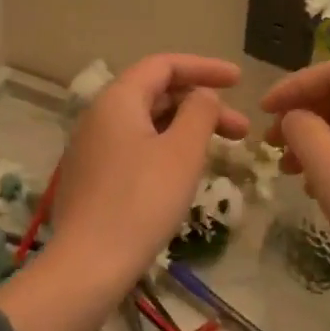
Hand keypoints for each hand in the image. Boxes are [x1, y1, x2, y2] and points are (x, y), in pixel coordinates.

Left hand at [53, 54, 248, 283]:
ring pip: (148, 123)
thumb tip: (203, 96)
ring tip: (221, 151)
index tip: (239, 80)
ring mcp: (92, 147)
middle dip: (202, 105)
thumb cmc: (142, 201)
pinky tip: (186, 171)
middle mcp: (100, 115)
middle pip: (157, 93)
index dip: (204, 67)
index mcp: (118, 99)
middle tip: (241, 130)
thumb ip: (200, 112)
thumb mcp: (183, 151)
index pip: (164, 65)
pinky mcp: (93, 177)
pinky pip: (136, 146)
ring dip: (187, 129)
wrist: (88, 265)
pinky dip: (167, 148)